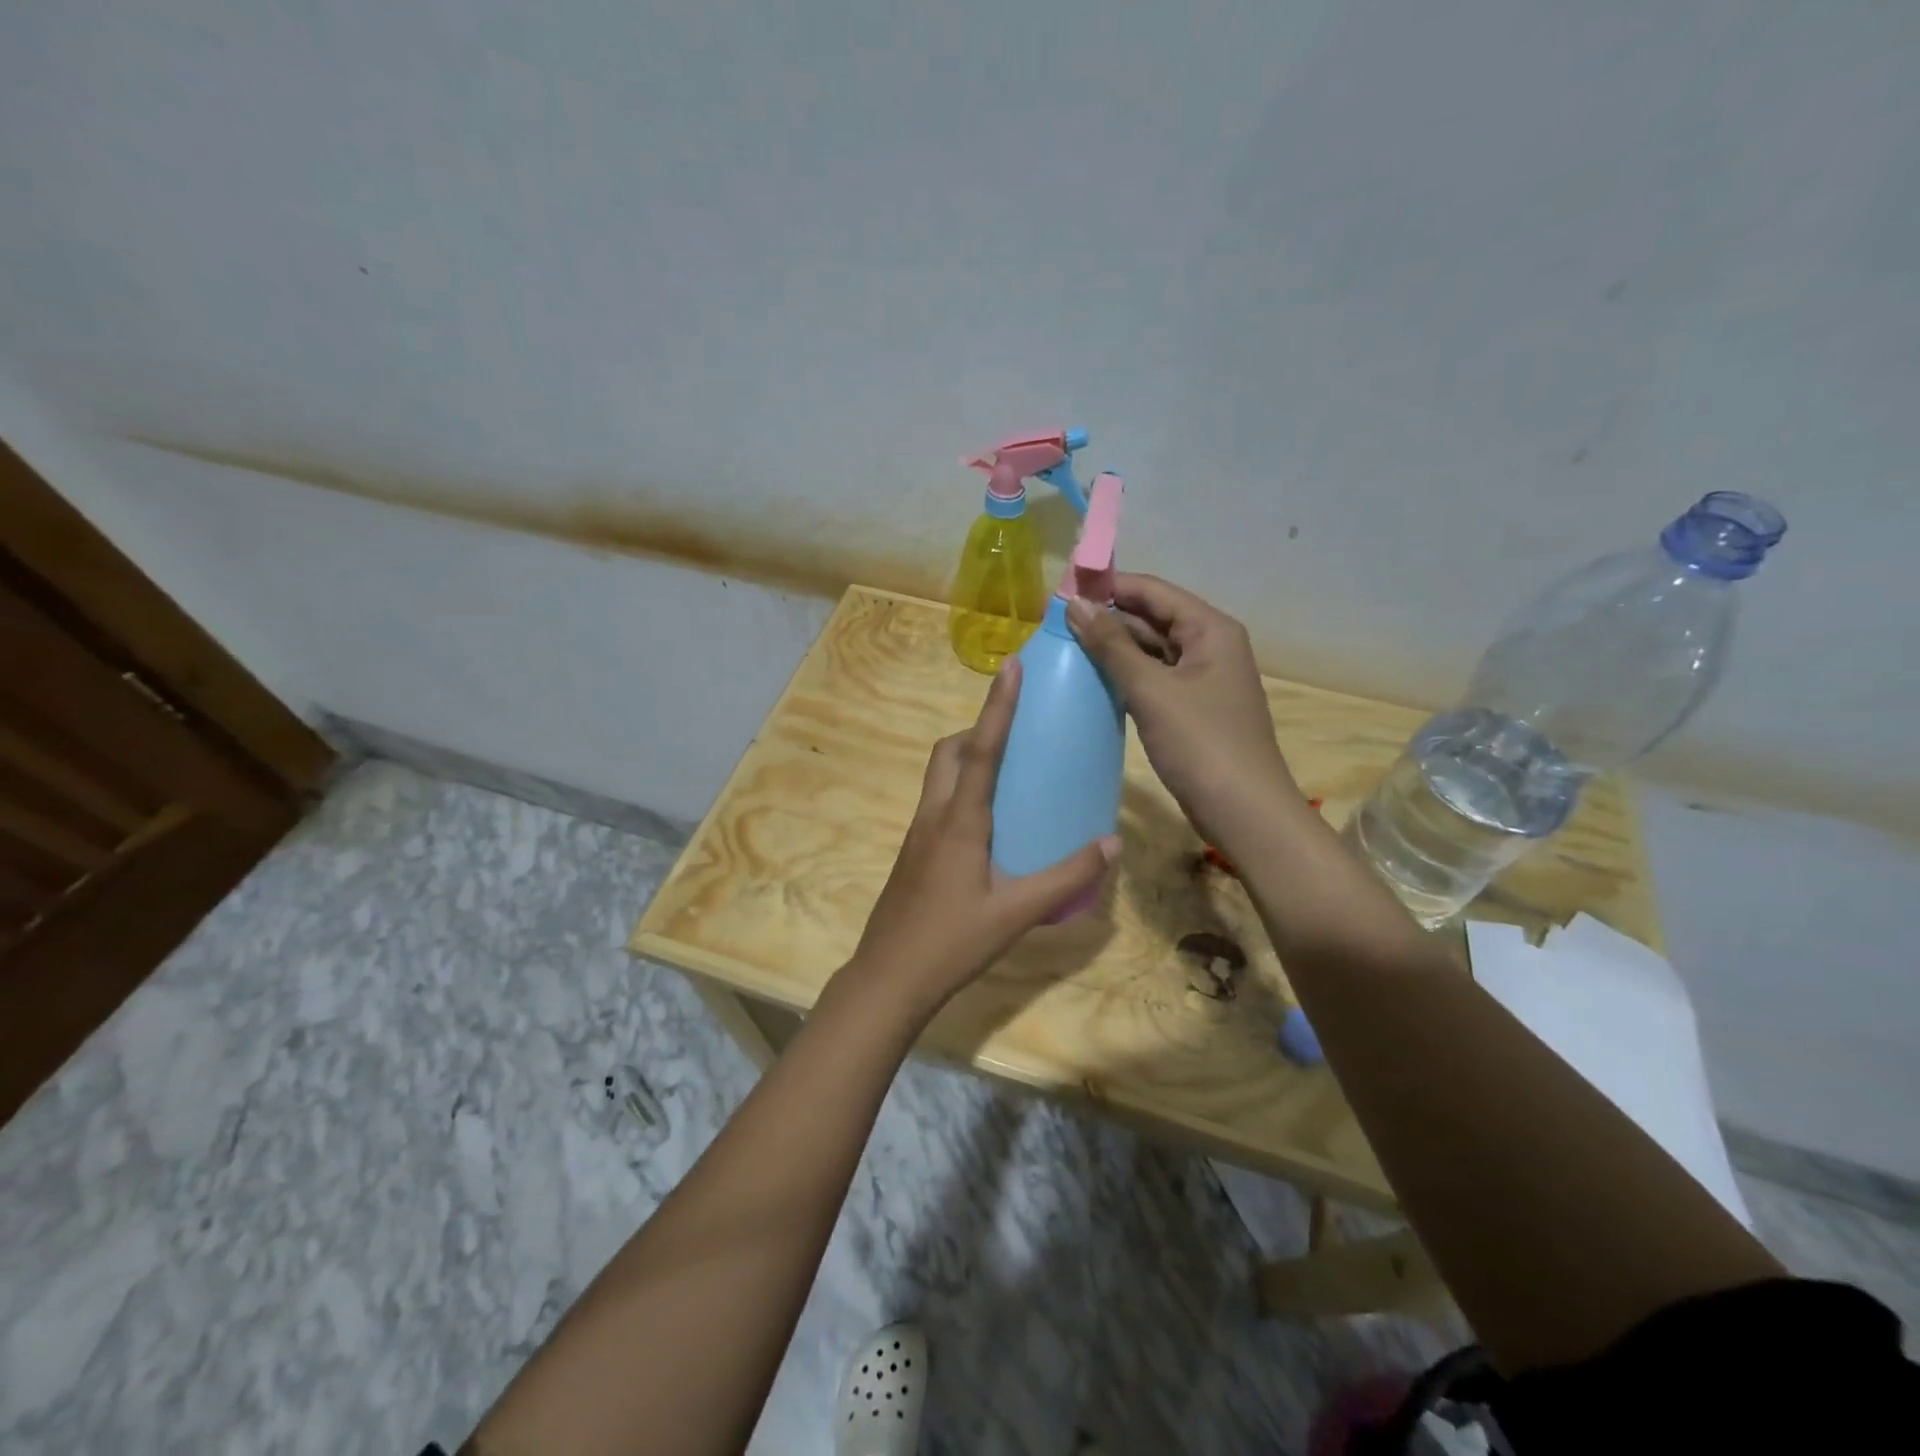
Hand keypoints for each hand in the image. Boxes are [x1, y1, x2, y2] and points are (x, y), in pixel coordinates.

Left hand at [841, 659, 1119, 1020]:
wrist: (888, 978)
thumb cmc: (951, 942)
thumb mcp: (1016, 913)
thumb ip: (1066, 878)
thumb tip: (1111, 843)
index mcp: (959, 820)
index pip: (981, 749)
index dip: (997, 706)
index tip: (1011, 666)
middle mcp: (934, 815)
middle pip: (948, 752)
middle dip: (977, 729)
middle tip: (1015, 734)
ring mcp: (917, 834)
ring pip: (939, 776)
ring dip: (967, 758)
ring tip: (1009, 774)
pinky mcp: (913, 853)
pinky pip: (938, 802)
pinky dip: (962, 790)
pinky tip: (989, 824)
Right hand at [1067, 574, 1305, 851]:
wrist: (1244, 812)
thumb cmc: (1201, 744)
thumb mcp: (1152, 690)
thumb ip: (1112, 645)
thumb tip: (1075, 604)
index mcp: (1210, 629)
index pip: (1152, 591)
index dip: (1107, 586)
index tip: (1060, 592)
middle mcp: (1210, 645)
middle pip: (1152, 617)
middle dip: (1106, 617)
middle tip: (1054, 623)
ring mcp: (1202, 678)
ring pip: (1151, 649)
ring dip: (1113, 648)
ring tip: (1065, 647)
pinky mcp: (1192, 707)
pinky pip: (1154, 678)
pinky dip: (1125, 675)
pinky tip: (1092, 680)